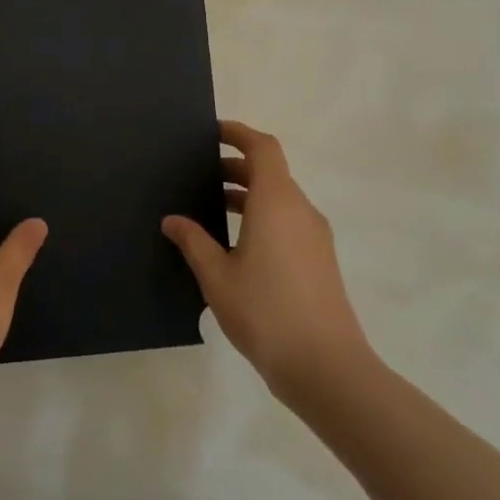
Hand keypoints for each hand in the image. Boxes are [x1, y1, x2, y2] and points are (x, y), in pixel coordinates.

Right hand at [163, 121, 372, 406]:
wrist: (326, 367)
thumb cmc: (265, 312)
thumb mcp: (216, 275)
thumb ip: (193, 241)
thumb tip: (173, 220)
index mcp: (277, 203)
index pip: (263, 148)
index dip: (239, 134)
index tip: (212, 132)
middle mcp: (301, 211)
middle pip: (271, 172)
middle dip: (236, 166)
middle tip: (199, 174)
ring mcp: (315, 237)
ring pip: (280, 198)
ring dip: (248, 194)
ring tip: (211, 208)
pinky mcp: (320, 261)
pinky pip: (288, 221)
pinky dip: (262, 216)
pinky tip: (235, 244)